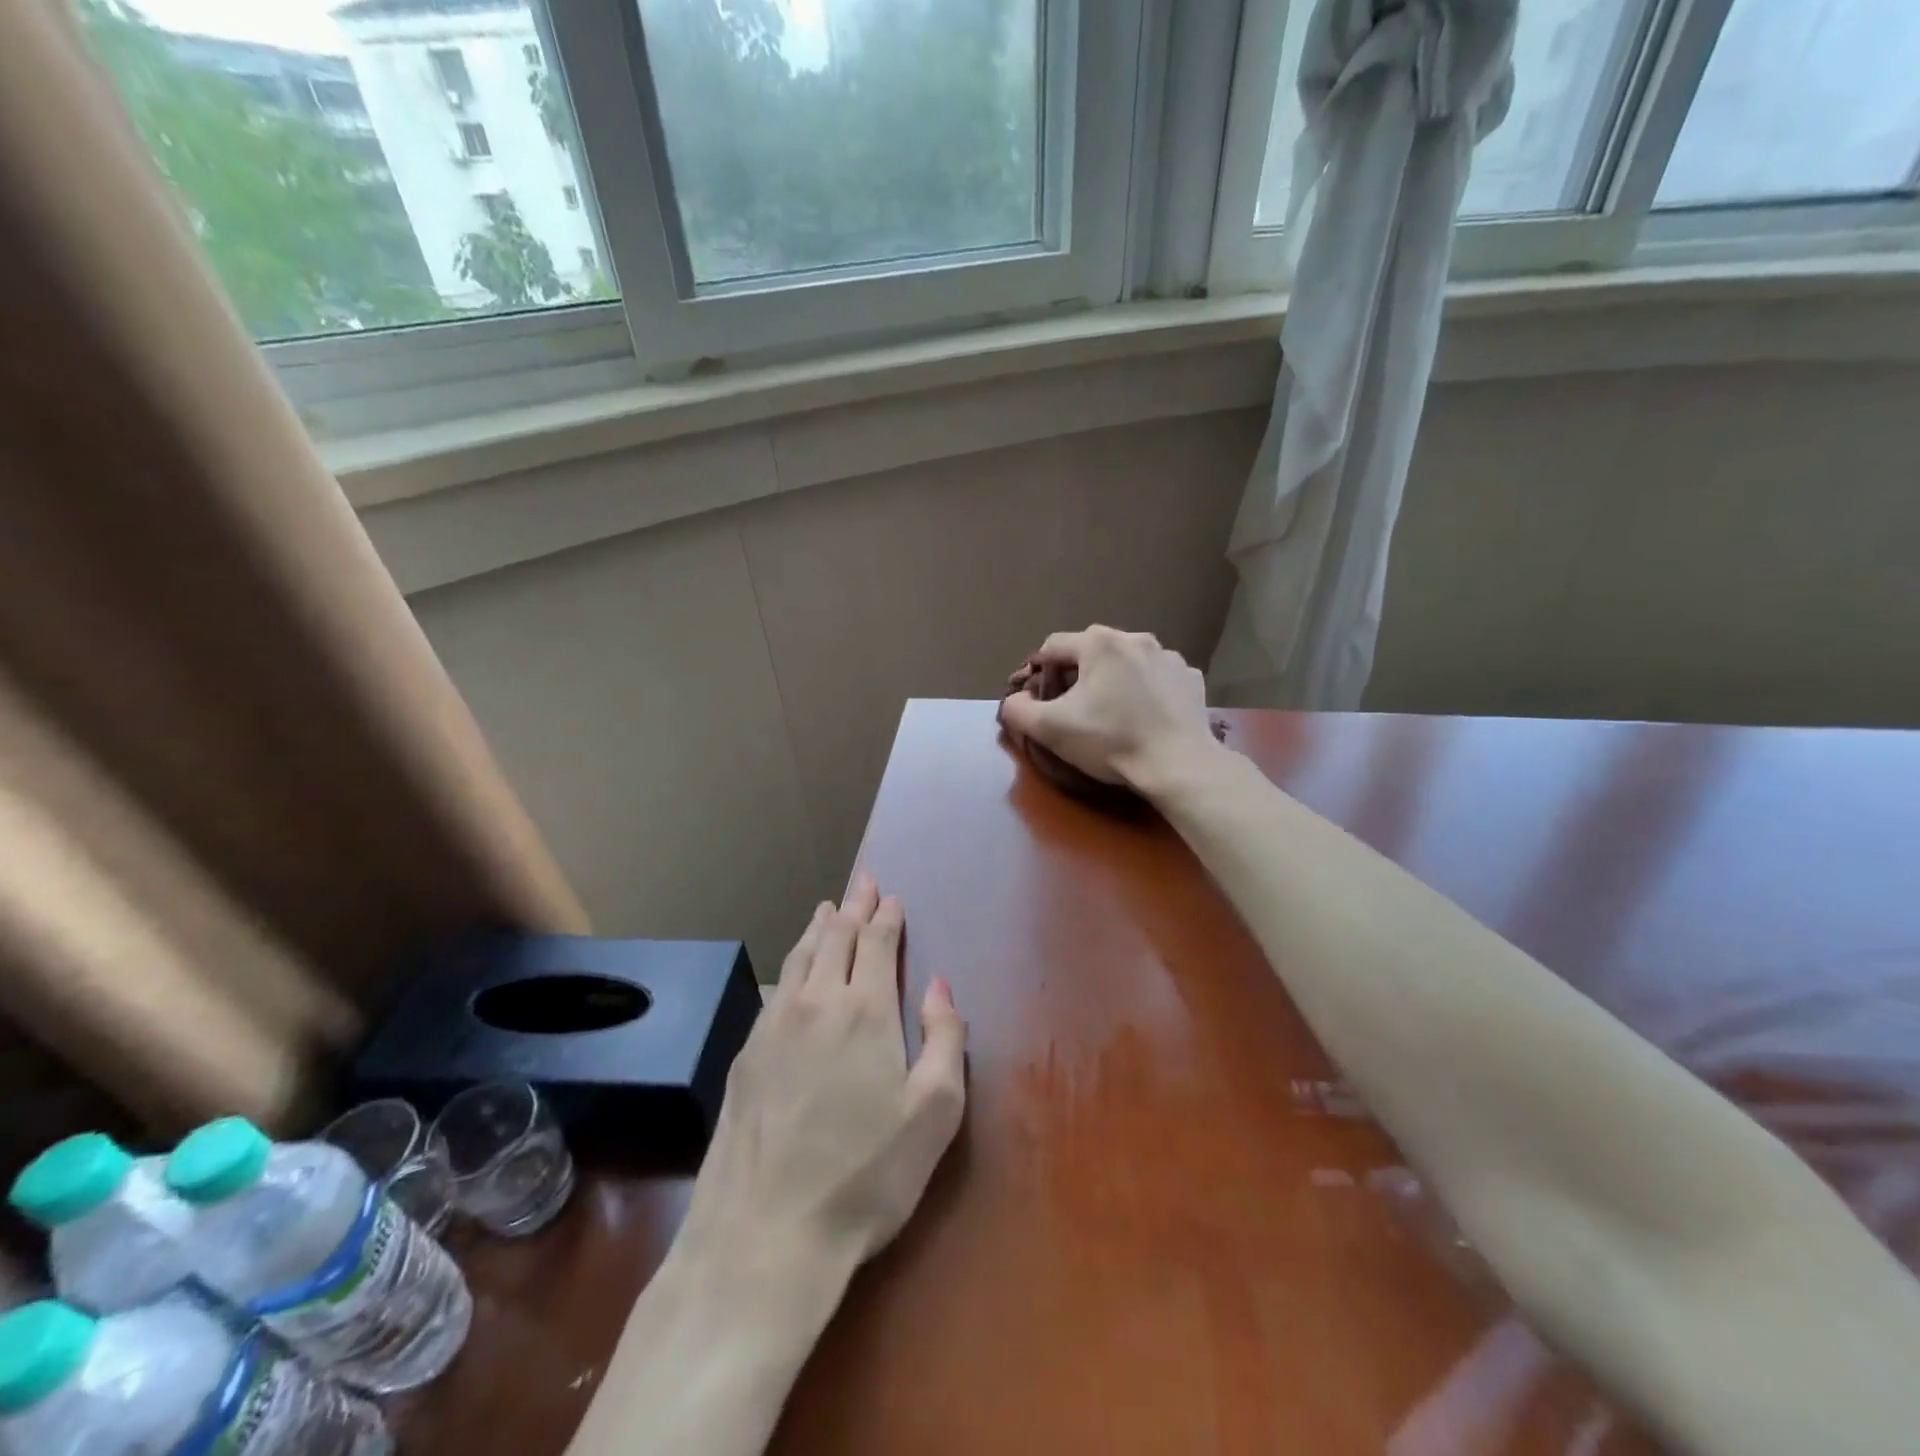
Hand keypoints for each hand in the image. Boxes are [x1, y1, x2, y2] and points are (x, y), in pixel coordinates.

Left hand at [680, 875, 967, 1273]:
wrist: (764, 1235)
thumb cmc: (866, 1176)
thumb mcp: (934, 1112)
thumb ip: (944, 1039)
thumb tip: (939, 986)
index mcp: (864, 1010)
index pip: (875, 943)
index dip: (885, 916)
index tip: (890, 896)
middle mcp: (816, 1003)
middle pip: (835, 938)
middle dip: (853, 908)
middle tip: (862, 885)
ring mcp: (772, 1027)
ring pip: (799, 957)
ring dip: (818, 928)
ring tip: (827, 909)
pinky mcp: (744, 1055)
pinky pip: (775, 989)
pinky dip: (792, 964)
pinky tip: (793, 972)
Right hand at [998, 626, 1219, 796]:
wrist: (1178, 766)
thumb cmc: (1110, 741)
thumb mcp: (1049, 729)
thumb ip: (1018, 709)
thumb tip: (1016, 700)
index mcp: (1099, 643)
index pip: (1052, 647)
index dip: (1038, 672)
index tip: (1038, 700)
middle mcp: (1135, 638)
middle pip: (1091, 651)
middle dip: (1076, 675)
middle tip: (1073, 710)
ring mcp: (1169, 657)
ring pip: (1126, 662)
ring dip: (1113, 680)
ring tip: (1112, 714)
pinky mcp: (1191, 678)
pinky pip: (1157, 677)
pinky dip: (1147, 690)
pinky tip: (1145, 716)